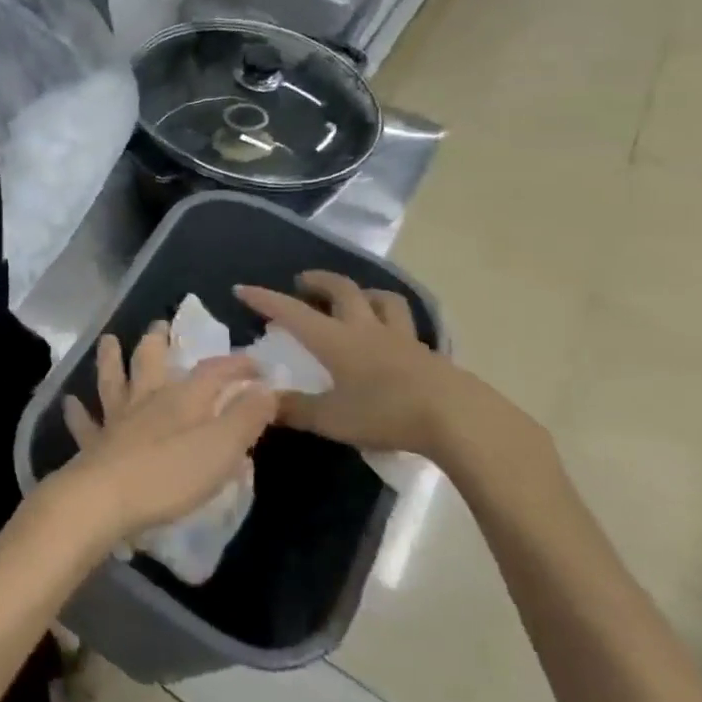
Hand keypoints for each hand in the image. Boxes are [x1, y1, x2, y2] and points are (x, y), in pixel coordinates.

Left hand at [53, 323, 276, 544]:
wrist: (106, 499)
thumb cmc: (171, 475)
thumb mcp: (223, 448)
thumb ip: (246, 417)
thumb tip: (266, 387)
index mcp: (182, 400)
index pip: (213, 371)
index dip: (236, 365)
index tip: (257, 364)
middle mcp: (146, 401)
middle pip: (151, 362)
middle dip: (158, 342)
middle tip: (159, 324)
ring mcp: (115, 421)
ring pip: (112, 381)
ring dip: (111, 359)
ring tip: (108, 340)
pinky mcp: (93, 445)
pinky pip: (84, 423)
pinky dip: (77, 412)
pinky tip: (70, 402)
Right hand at [237, 272, 509, 461]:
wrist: (459, 419)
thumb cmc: (386, 414)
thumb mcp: (331, 419)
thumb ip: (294, 410)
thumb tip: (261, 402)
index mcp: (336, 340)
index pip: (292, 312)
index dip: (265, 299)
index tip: (242, 288)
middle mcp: (366, 329)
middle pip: (342, 290)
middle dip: (318, 281)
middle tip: (302, 283)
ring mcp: (401, 338)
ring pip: (382, 300)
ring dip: (363, 293)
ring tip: (353, 300)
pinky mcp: (428, 354)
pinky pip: (405, 325)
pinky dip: (390, 321)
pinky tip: (389, 338)